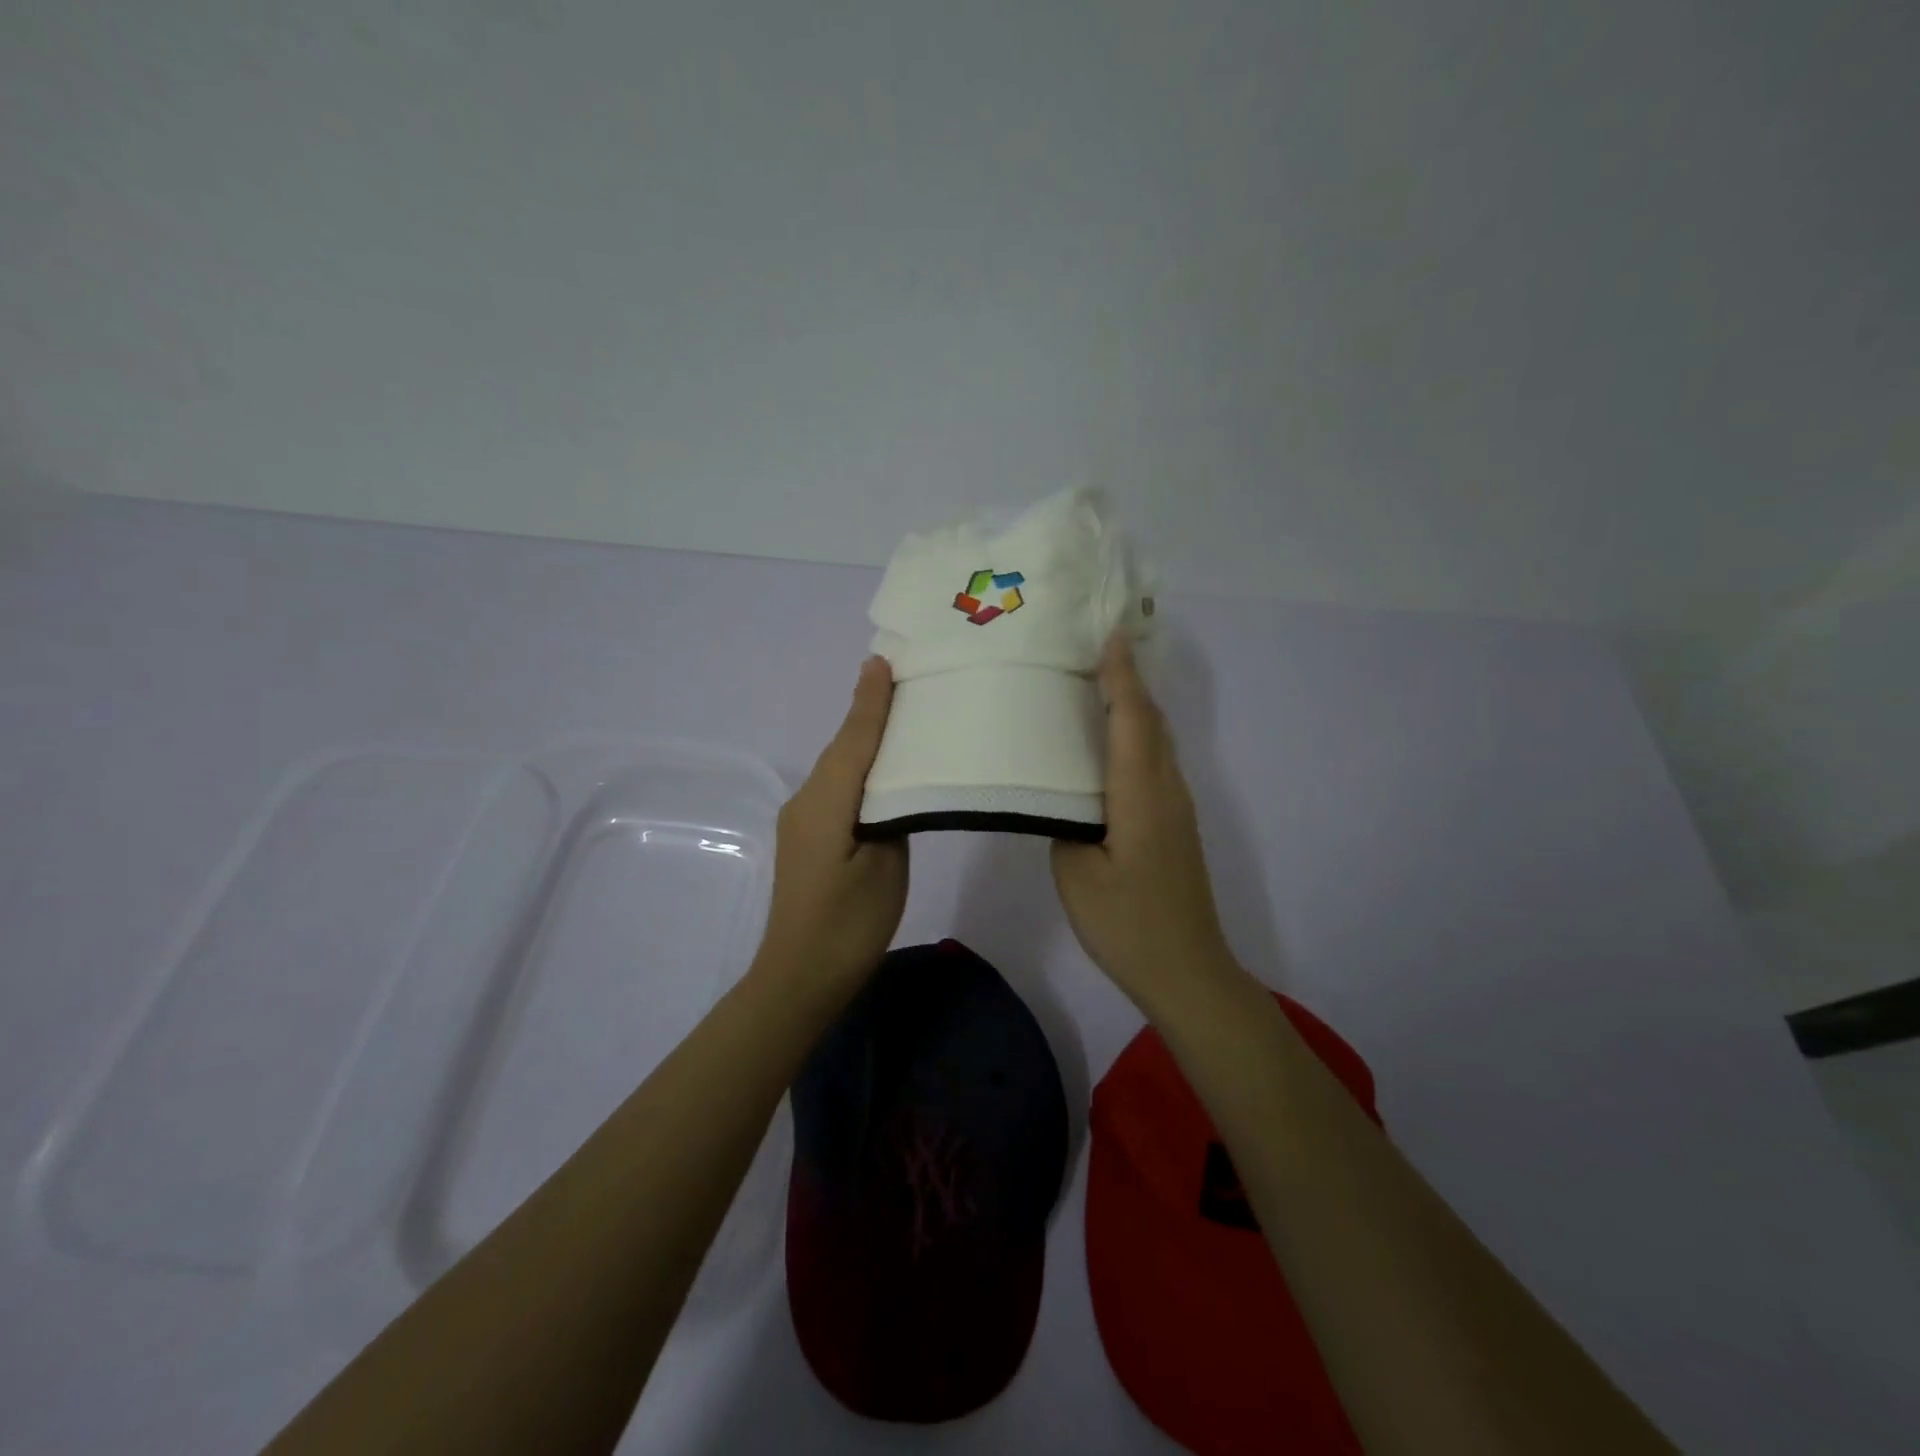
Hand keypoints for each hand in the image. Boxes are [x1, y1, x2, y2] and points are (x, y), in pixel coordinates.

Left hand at [755, 656, 907, 997]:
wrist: (799, 977)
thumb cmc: (849, 925)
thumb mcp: (886, 867)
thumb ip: (891, 815)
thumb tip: (891, 787)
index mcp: (827, 803)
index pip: (854, 740)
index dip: (871, 701)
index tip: (882, 661)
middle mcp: (806, 800)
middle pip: (843, 747)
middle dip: (869, 712)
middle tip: (903, 679)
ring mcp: (801, 819)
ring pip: (838, 767)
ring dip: (863, 739)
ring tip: (899, 715)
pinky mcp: (806, 836)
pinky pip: (835, 788)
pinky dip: (857, 768)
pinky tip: (879, 769)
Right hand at [1052, 633, 1236, 1012]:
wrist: (1187, 970)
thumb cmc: (1127, 924)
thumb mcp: (1076, 873)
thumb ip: (1065, 822)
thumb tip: (1062, 796)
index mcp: (1141, 794)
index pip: (1132, 718)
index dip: (1120, 673)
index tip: (1107, 632)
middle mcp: (1167, 789)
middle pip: (1152, 720)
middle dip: (1128, 678)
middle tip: (1091, 647)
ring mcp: (1176, 806)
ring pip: (1157, 739)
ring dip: (1133, 704)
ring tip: (1095, 682)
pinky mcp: (1174, 823)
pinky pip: (1155, 760)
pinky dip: (1135, 733)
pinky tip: (1109, 741)